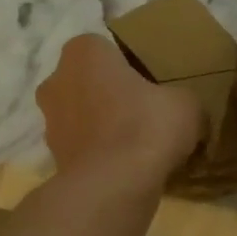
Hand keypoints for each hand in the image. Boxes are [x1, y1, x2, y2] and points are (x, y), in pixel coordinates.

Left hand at [36, 33, 203, 184]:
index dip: (132, 65)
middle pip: (91, 82)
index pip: (107, 48)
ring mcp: (50, 122)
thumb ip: (182, 98)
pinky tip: (126, 168)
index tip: (153, 83)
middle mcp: (57, 80)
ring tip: (138, 145)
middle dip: (113, 95)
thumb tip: (183, 110)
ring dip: (104, 126)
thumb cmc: (145, 127)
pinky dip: (100, 155)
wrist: (111, 187)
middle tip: (146, 112)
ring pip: (84, 116)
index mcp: (84, 52)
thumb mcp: (186, 104)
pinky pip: (84, 148)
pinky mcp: (54, 158)